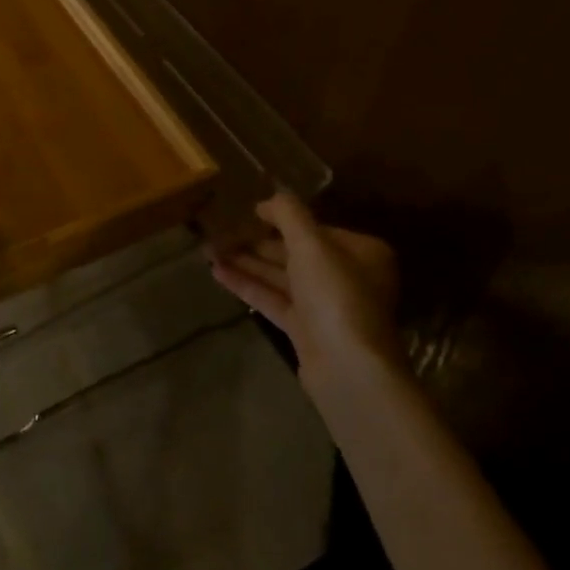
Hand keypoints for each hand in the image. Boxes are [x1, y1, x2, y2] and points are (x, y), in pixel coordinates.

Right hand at [209, 192, 401, 392]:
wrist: (348, 370)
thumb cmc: (335, 296)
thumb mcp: (311, 244)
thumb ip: (288, 214)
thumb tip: (268, 198)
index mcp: (360, 252)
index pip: (313, 227)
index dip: (278, 218)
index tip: (244, 212)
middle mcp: (346, 276)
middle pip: (293, 251)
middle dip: (255, 242)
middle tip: (218, 232)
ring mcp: (325, 305)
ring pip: (280, 276)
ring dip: (246, 262)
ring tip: (208, 251)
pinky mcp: (306, 330)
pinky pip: (273, 299)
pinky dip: (247, 285)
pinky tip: (218, 273)